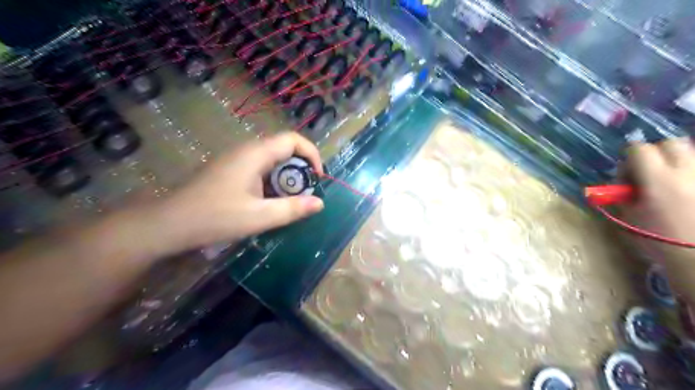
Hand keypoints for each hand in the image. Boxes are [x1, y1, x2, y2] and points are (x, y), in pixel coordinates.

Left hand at [160, 132, 325, 248]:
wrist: (169, 224)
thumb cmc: (215, 217)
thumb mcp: (259, 217)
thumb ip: (292, 209)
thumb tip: (320, 203)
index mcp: (256, 154)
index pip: (293, 139)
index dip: (312, 154)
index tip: (318, 178)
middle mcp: (247, 150)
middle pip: (285, 149)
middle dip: (301, 170)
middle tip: (305, 195)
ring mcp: (237, 160)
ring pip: (273, 161)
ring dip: (287, 178)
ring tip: (290, 202)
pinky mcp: (231, 171)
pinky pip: (261, 170)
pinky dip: (273, 183)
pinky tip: (269, 203)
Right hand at [622, 139, 694, 296]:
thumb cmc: (660, 239)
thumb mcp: (629, 217)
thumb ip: (623, 195)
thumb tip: (623, 184)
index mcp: (658, 179)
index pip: (638, 149)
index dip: (629, 159)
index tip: (628, 178)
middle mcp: (687, 171)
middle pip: (670, 143)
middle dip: (655, 154)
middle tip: (649, 175)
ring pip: (691, 152)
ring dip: (676, 162)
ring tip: (671, 183)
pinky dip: (689, 174)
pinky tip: (685, 191)